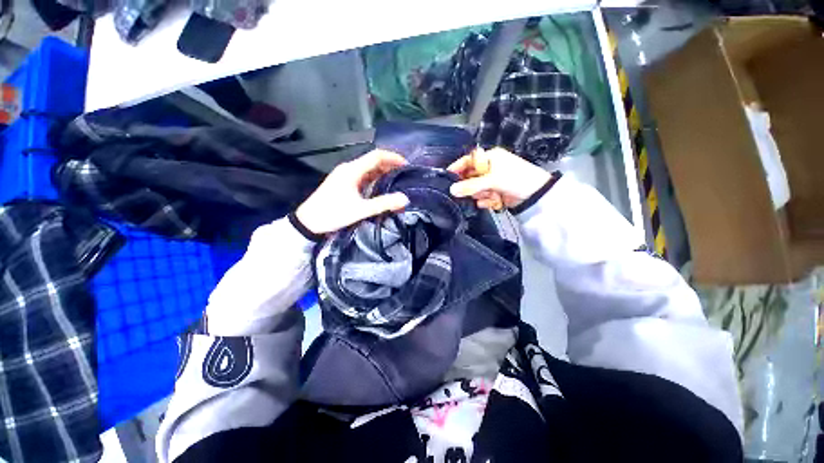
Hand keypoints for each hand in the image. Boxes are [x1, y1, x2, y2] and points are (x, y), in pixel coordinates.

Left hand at [295, 150, 409, 234]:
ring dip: (382, 173)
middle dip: (390, 165)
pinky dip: (374, 179)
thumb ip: (383, 204)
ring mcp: (345, 176)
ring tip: (397, 180)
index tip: (406, 165)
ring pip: (368, 169)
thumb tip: (405, 199)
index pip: (376, 156)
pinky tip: (381, 187)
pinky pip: (363, 177)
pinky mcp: (343, 183)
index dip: (393, 157)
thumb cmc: (333, 213)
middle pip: (373, 161)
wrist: (308, 222)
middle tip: (404, 174)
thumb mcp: (360, 210)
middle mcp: (349, 169)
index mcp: (352, 170)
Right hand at [448, 148, 550, 208]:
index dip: (457, 168)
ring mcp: (492, 181)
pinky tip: (495, 201)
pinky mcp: (495, 192)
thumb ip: (470, 186)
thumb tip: (451, 190)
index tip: (447, 176)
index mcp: (490, 158)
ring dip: (481, 195)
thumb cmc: (516, 179)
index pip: (468, 160)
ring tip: (491, 196)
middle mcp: (489, 168)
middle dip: (472, 187)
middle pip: (470, 177)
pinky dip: (487, 201)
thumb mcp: (492, 180)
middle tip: (475, 192)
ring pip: (476, 189)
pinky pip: (483, 197)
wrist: (537, 195)